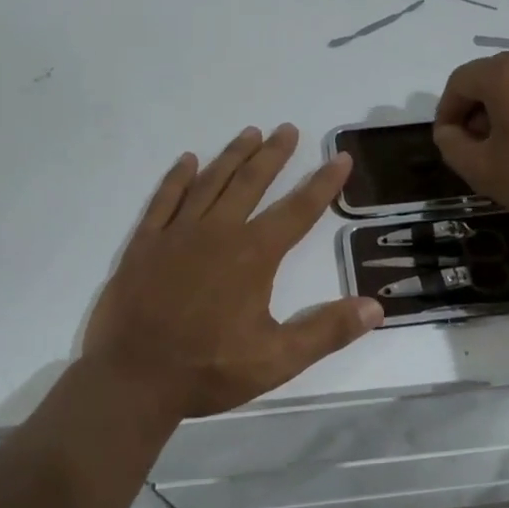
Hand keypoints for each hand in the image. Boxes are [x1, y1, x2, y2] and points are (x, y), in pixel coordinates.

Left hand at [82, 124, 382, 419]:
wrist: (133, 379)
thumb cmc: (208, 369)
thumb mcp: (277, 359)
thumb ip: (327, 331)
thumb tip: (375, 307)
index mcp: (253, 255)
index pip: (298, 210)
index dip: (323, 183)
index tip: (340, 158)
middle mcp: (218, 231)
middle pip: (251, 182)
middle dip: (273, 154)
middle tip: (287, 129)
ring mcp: (177, 233)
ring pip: (210, 182)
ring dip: (232, 155)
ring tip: (250, 133)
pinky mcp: (145, 243)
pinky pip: (164, 199)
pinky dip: (177, 177)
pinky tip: (188, 160)